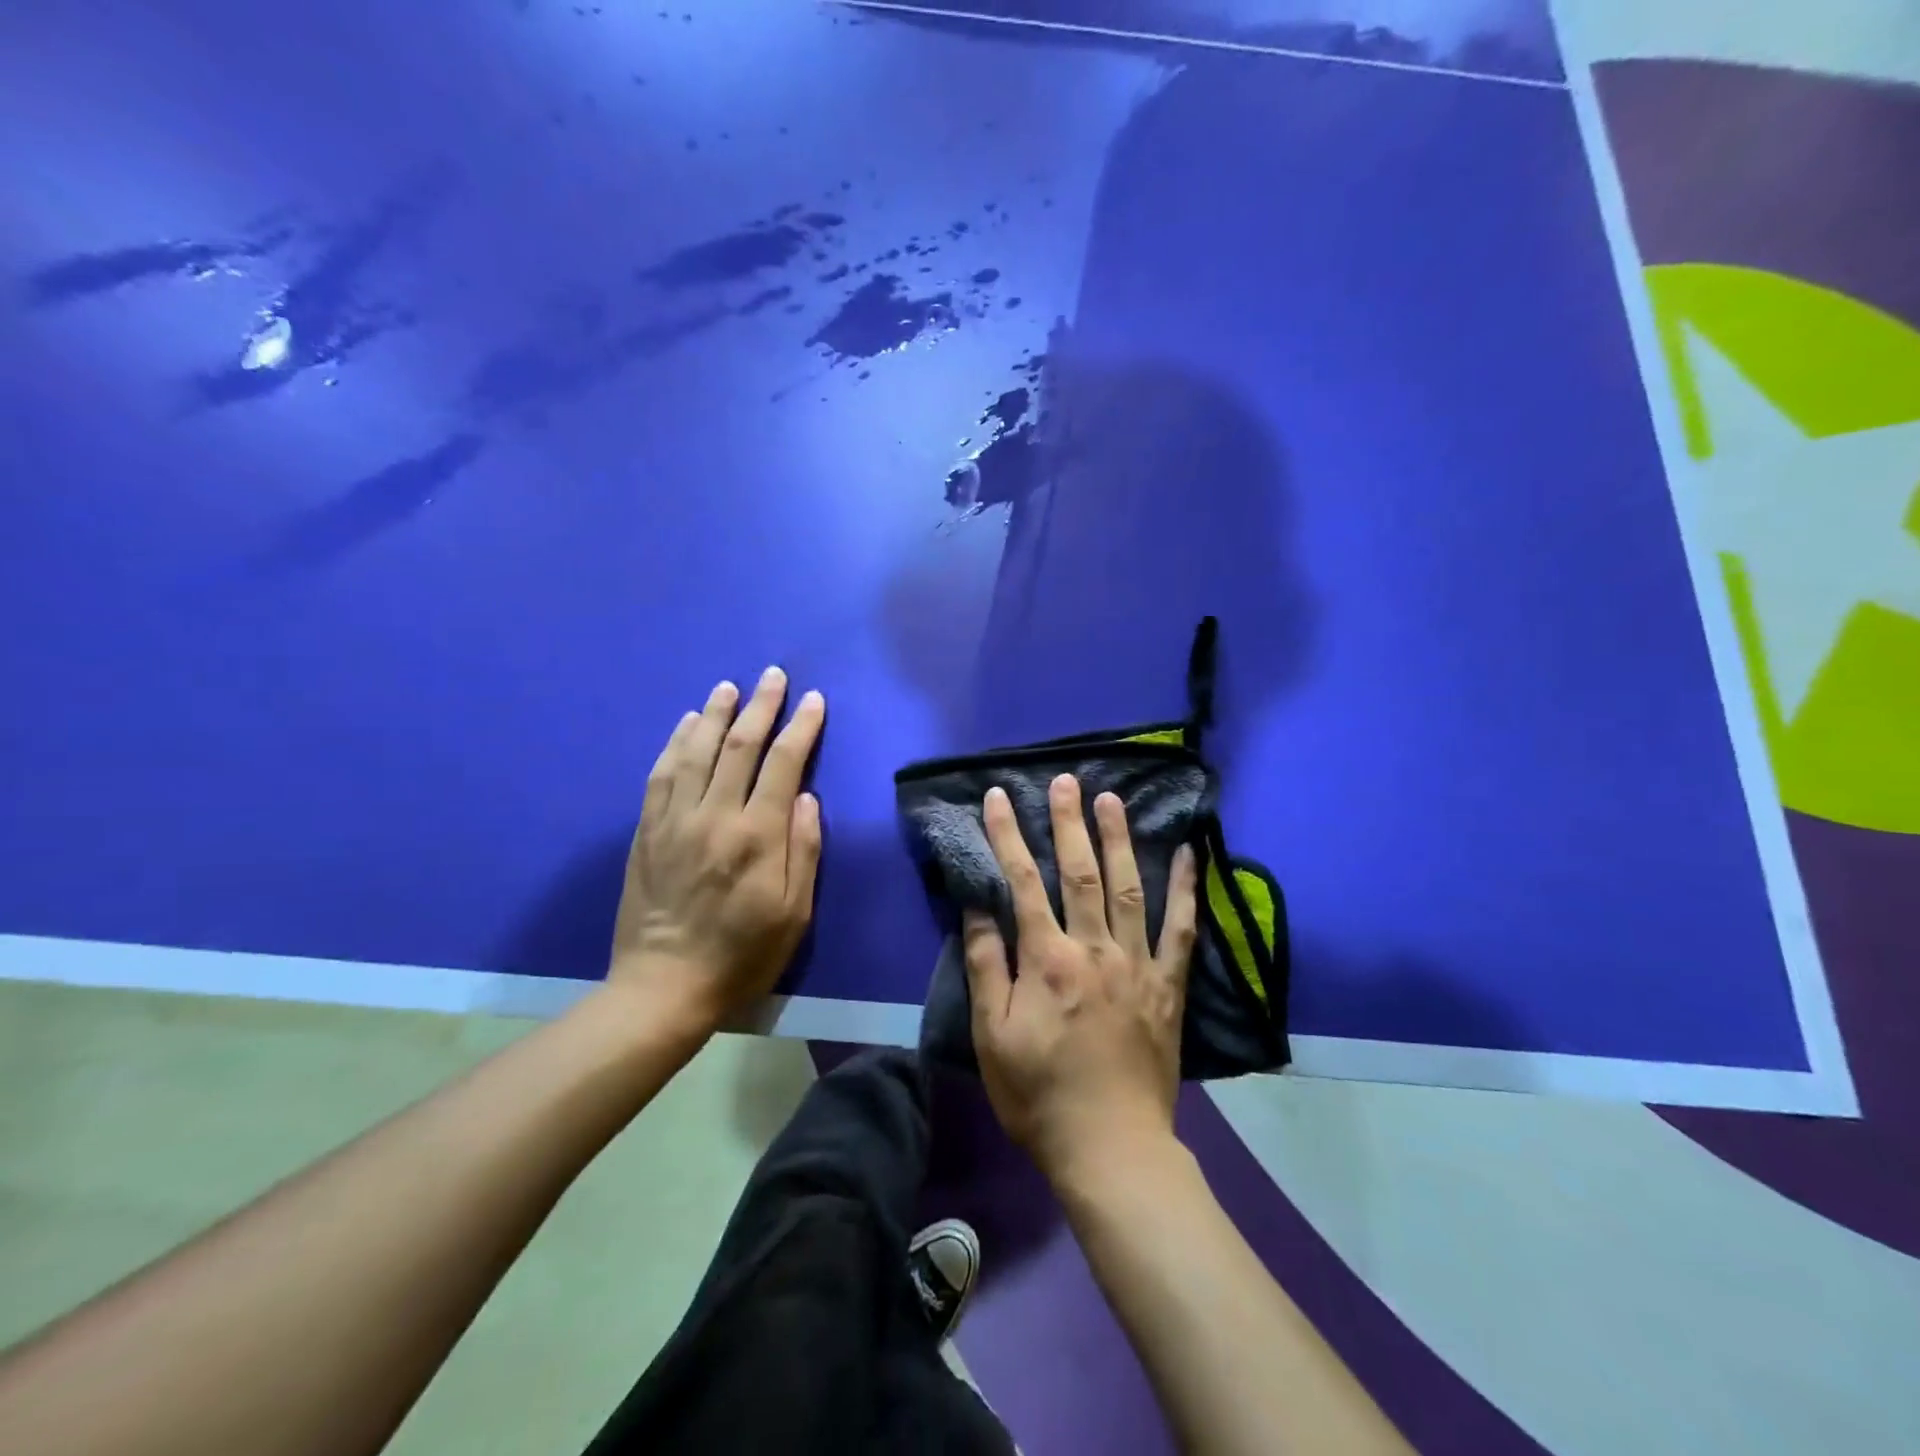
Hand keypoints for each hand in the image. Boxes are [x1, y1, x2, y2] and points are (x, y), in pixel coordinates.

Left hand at [608, 667, 825, 1032]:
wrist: (664, 987)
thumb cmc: (743, 954)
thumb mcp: (794, 913)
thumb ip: (803, 850)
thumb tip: (806, 797)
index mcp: (757, 836)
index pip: (784, 764)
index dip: (801, 727)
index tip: (813, 700)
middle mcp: (714, 816)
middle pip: (740, 746)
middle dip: (761, 706)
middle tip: (773, 676)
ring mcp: (674, 820)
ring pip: (696, 750)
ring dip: (716, 714)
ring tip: (730, 687)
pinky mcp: (646, 831)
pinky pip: (661, 774)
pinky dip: (676, 742)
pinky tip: (687, 724)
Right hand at [964, 775, 1198, 1183]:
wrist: (1110, 1147)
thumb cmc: (1039, 1094)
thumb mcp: (991, 1036)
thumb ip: (985, 966)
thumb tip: (977, 907)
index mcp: (1047, 960)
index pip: (1022, 882)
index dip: (1008, 835)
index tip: (999, 797)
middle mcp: (1094, 949)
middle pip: (1080, 872)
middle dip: (1068, 822)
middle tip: (1066, 781)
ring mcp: (1137, 964)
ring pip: (1129, 887)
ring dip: (1119, 839)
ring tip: (1112, 799)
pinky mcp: (1168, 986)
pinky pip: (1180, 929)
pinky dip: (1185, 888)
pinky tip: (1187, 854)